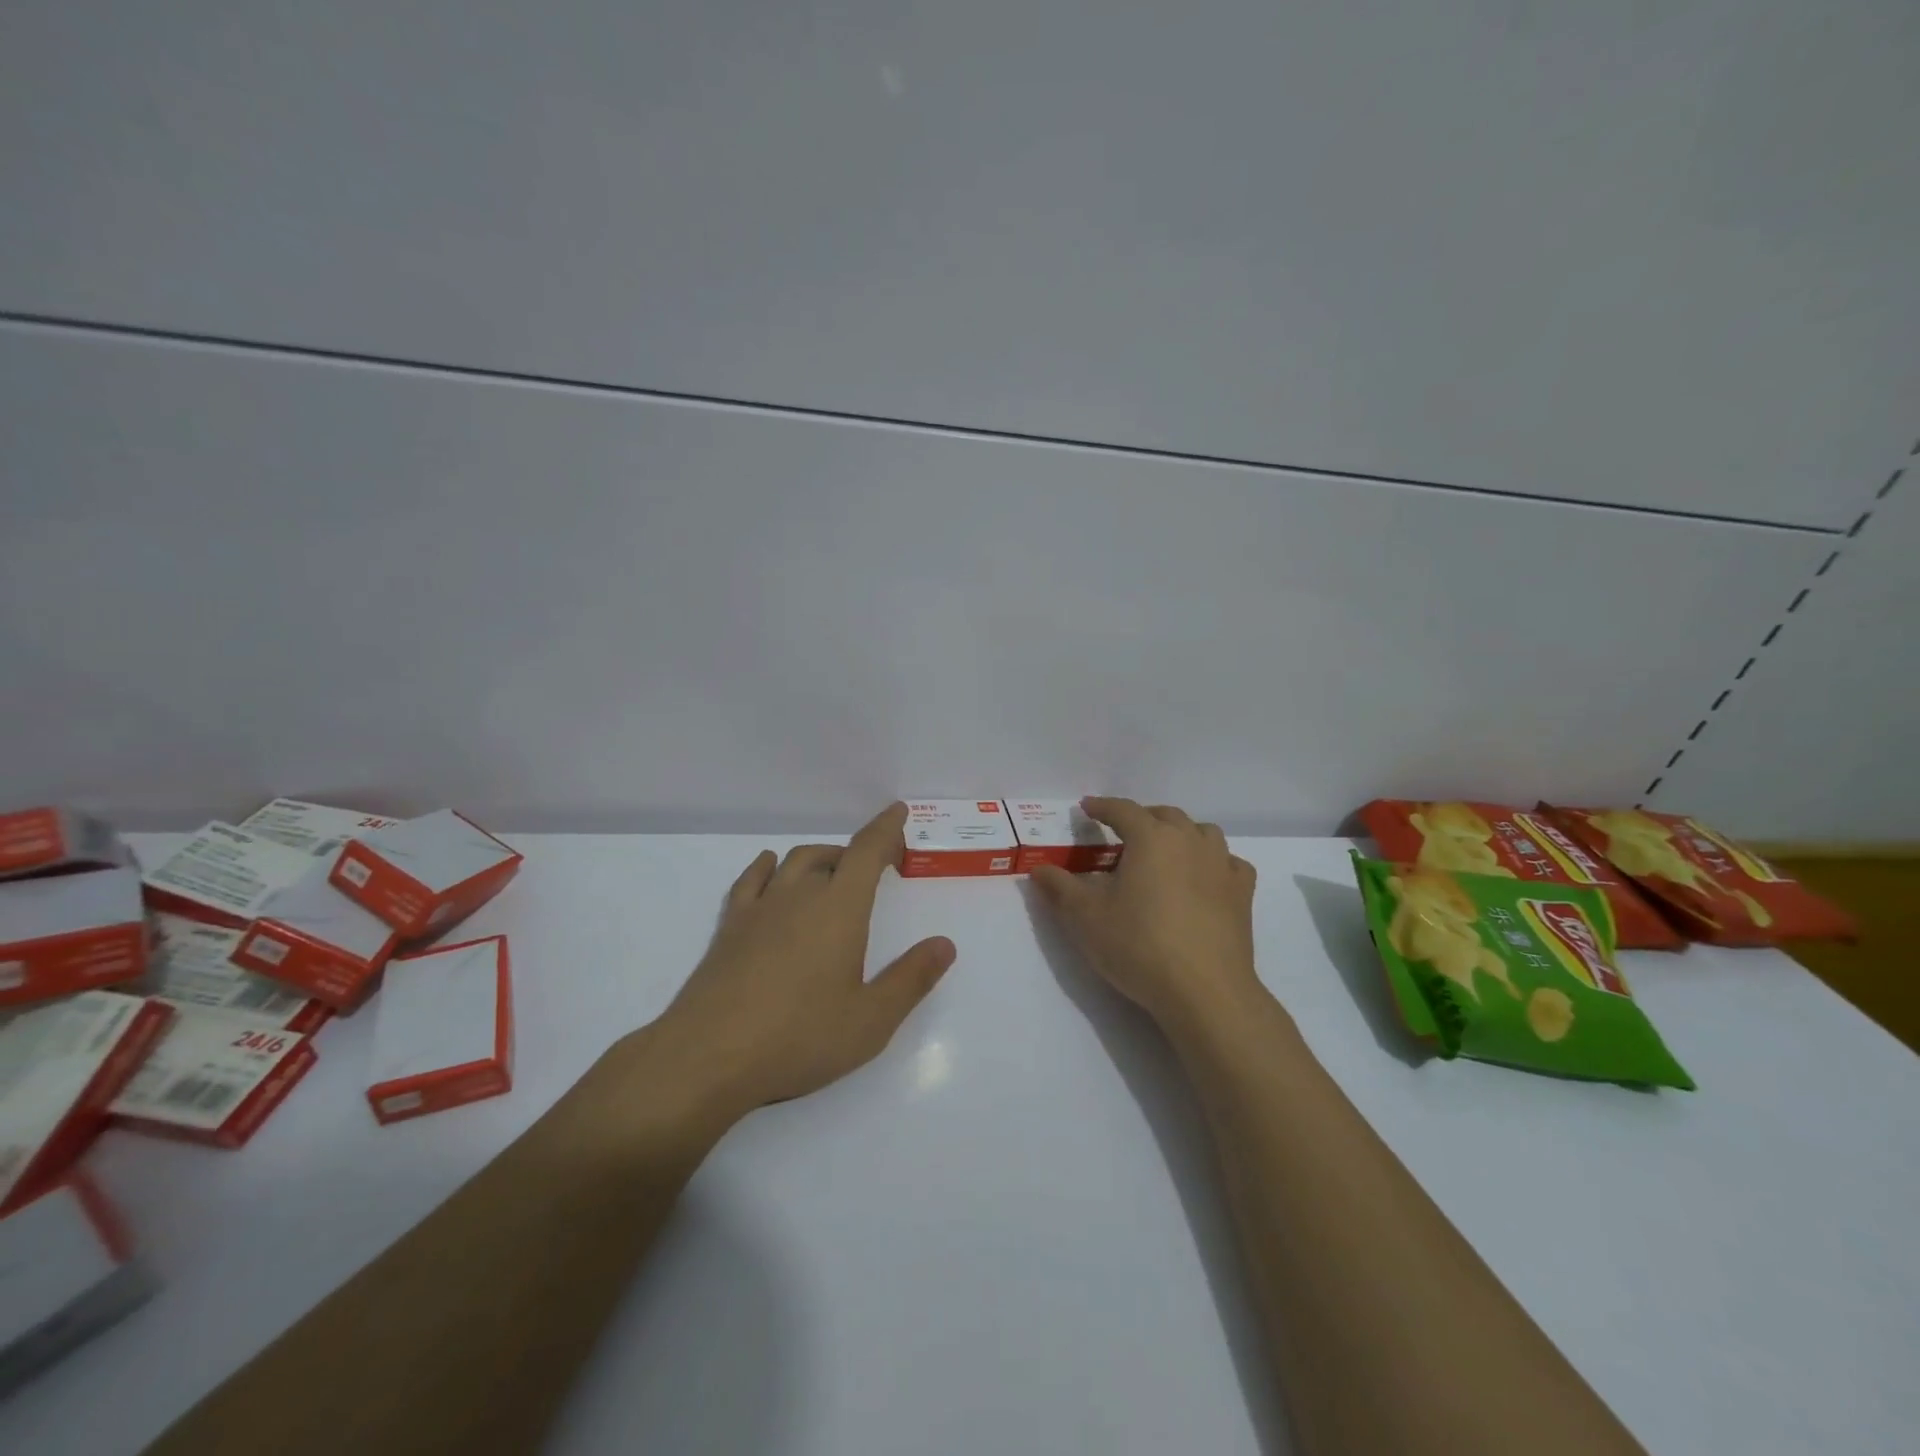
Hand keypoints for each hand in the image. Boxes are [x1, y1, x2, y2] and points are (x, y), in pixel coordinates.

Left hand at [622, 803, 955, 1122]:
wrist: (708, 1056)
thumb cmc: (800, 1038)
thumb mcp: (871, 1019)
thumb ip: (911, 979)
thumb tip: (945, 944)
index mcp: (839, 909)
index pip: (867, 852)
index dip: (885, 829)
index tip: (897, 811)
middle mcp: (800, 896)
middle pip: (832, 856)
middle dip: (858, 854)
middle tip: (877, 869)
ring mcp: (760, 909)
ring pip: (794, 862)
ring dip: (820, 858)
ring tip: (834, 873)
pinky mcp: (730, 927)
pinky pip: (751, 880)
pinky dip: (766, 867)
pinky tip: (769, 867)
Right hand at [1032, 797, 1262, 1035]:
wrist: (1204, 990)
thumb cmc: (1139, 945)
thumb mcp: (1086, 917)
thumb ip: (1060, 888)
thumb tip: (1039, 870)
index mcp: (1151, 838)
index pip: (1123, 810)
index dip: (1102, 806)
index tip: (1088, 808)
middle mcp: (1189, 840)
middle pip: (1164, 815)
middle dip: (1141, 818)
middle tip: (1122, 833)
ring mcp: (1221, 865)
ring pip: (1202, 832)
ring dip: (1180, 834)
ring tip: (1164, 851)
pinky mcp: (1242, 893)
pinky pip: (1229, 863)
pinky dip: (1213, 862)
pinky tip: (1204, 879)